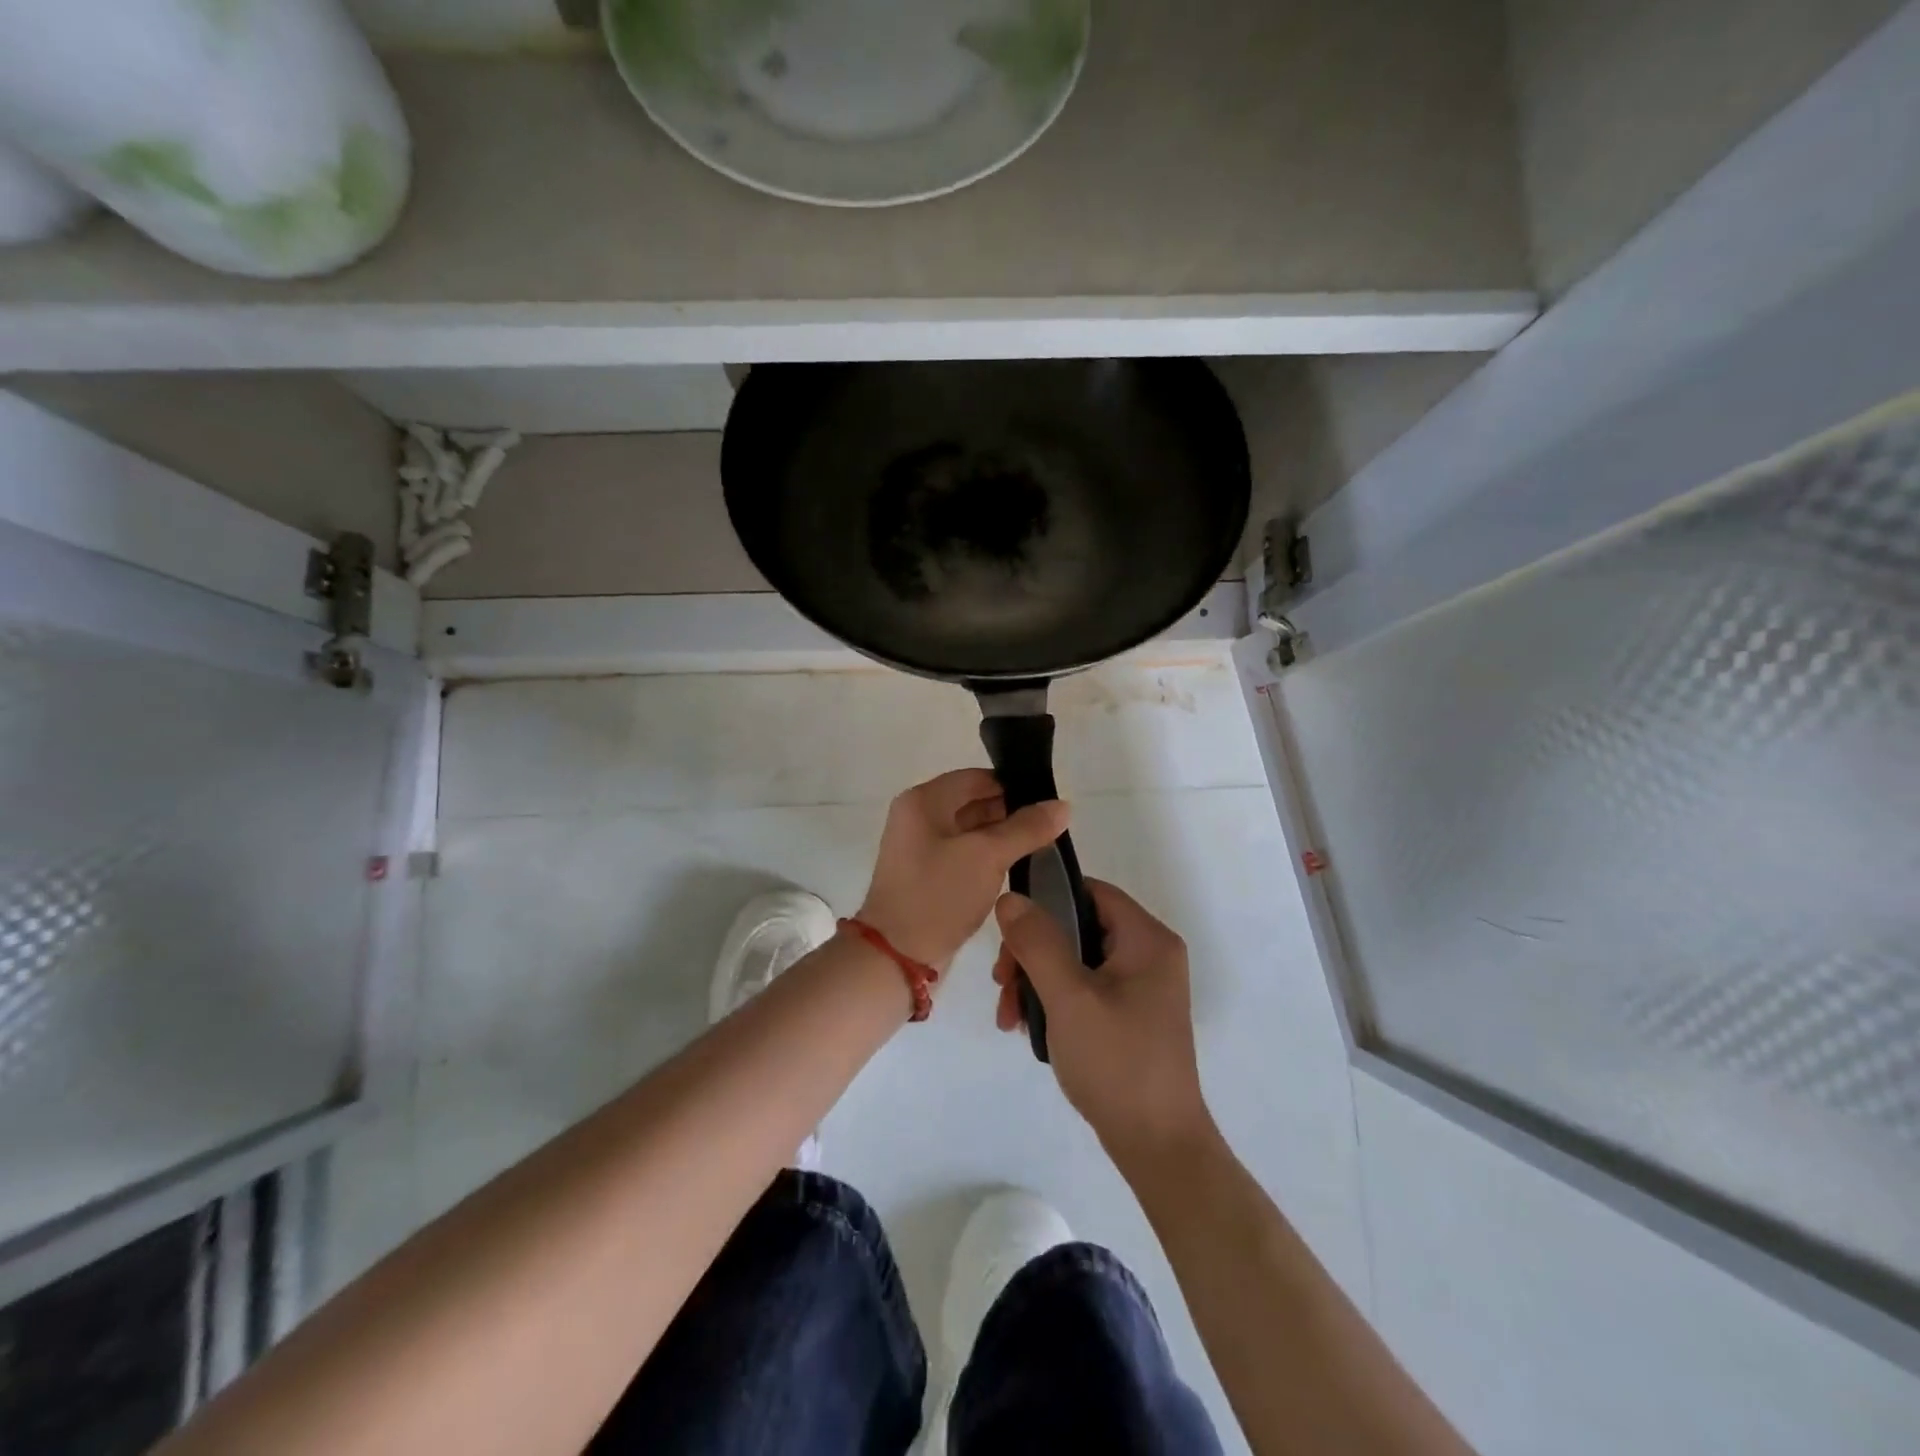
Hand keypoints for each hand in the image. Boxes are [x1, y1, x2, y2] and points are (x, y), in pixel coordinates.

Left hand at [856, 769, 1069, 972]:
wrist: (896, 957)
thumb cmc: (938, 896)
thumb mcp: (987, 857)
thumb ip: (1026, 828)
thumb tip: (1062, 805)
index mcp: (923, 801)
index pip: (976, 778)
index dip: (1013, 786)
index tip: (1049, 802)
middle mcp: (918, 817)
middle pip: (973, 802)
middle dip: (1011, 813)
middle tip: (1052, 827)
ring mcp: (921, 848)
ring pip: (972, 831)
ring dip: (1003, 837)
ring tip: (1043, 846)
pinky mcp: (928, 875)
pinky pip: (965, 855)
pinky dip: (989, 858)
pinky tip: (1018, 867)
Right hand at [992, 881, 1211, 1164]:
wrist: (1157, 1146)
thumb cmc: (1116, 1062)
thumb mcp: (1069, 997)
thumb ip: (1037, 942)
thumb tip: (1009, 898)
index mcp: (1147, 939)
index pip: (1089, 891)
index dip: (1046, 901)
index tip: (1010, 933)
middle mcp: (1149, 954)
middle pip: (1077, 927)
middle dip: (1032, 953)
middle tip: (1002, 985)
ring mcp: (1141, 987)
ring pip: (1075, 960)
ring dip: (1036, 980)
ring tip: (1009, 1017)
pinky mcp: (1130, 1015)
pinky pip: (1083, 988)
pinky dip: (1053, 1001)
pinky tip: (1029, 1030)